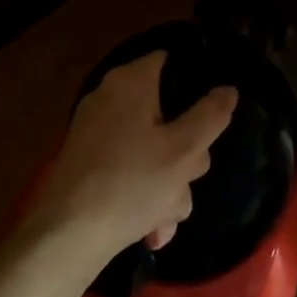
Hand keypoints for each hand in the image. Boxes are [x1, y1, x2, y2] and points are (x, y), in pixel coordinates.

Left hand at [28, 52, 236, 257]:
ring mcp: (95, 131)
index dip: (195, 82)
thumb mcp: (184, 151)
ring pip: (150, 150)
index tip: (212, 114)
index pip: (169, 61)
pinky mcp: (87, 162)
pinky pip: (129, 169)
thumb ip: (210, 116)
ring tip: (164, 219)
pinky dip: (142, 195)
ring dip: (167, 186)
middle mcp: (109, 97)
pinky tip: (150, 229)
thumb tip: (228, 89)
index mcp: (130, 82)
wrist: (67, 236)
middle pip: (166, 114)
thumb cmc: (131, 183)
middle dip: (184, 155)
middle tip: (187, 179)